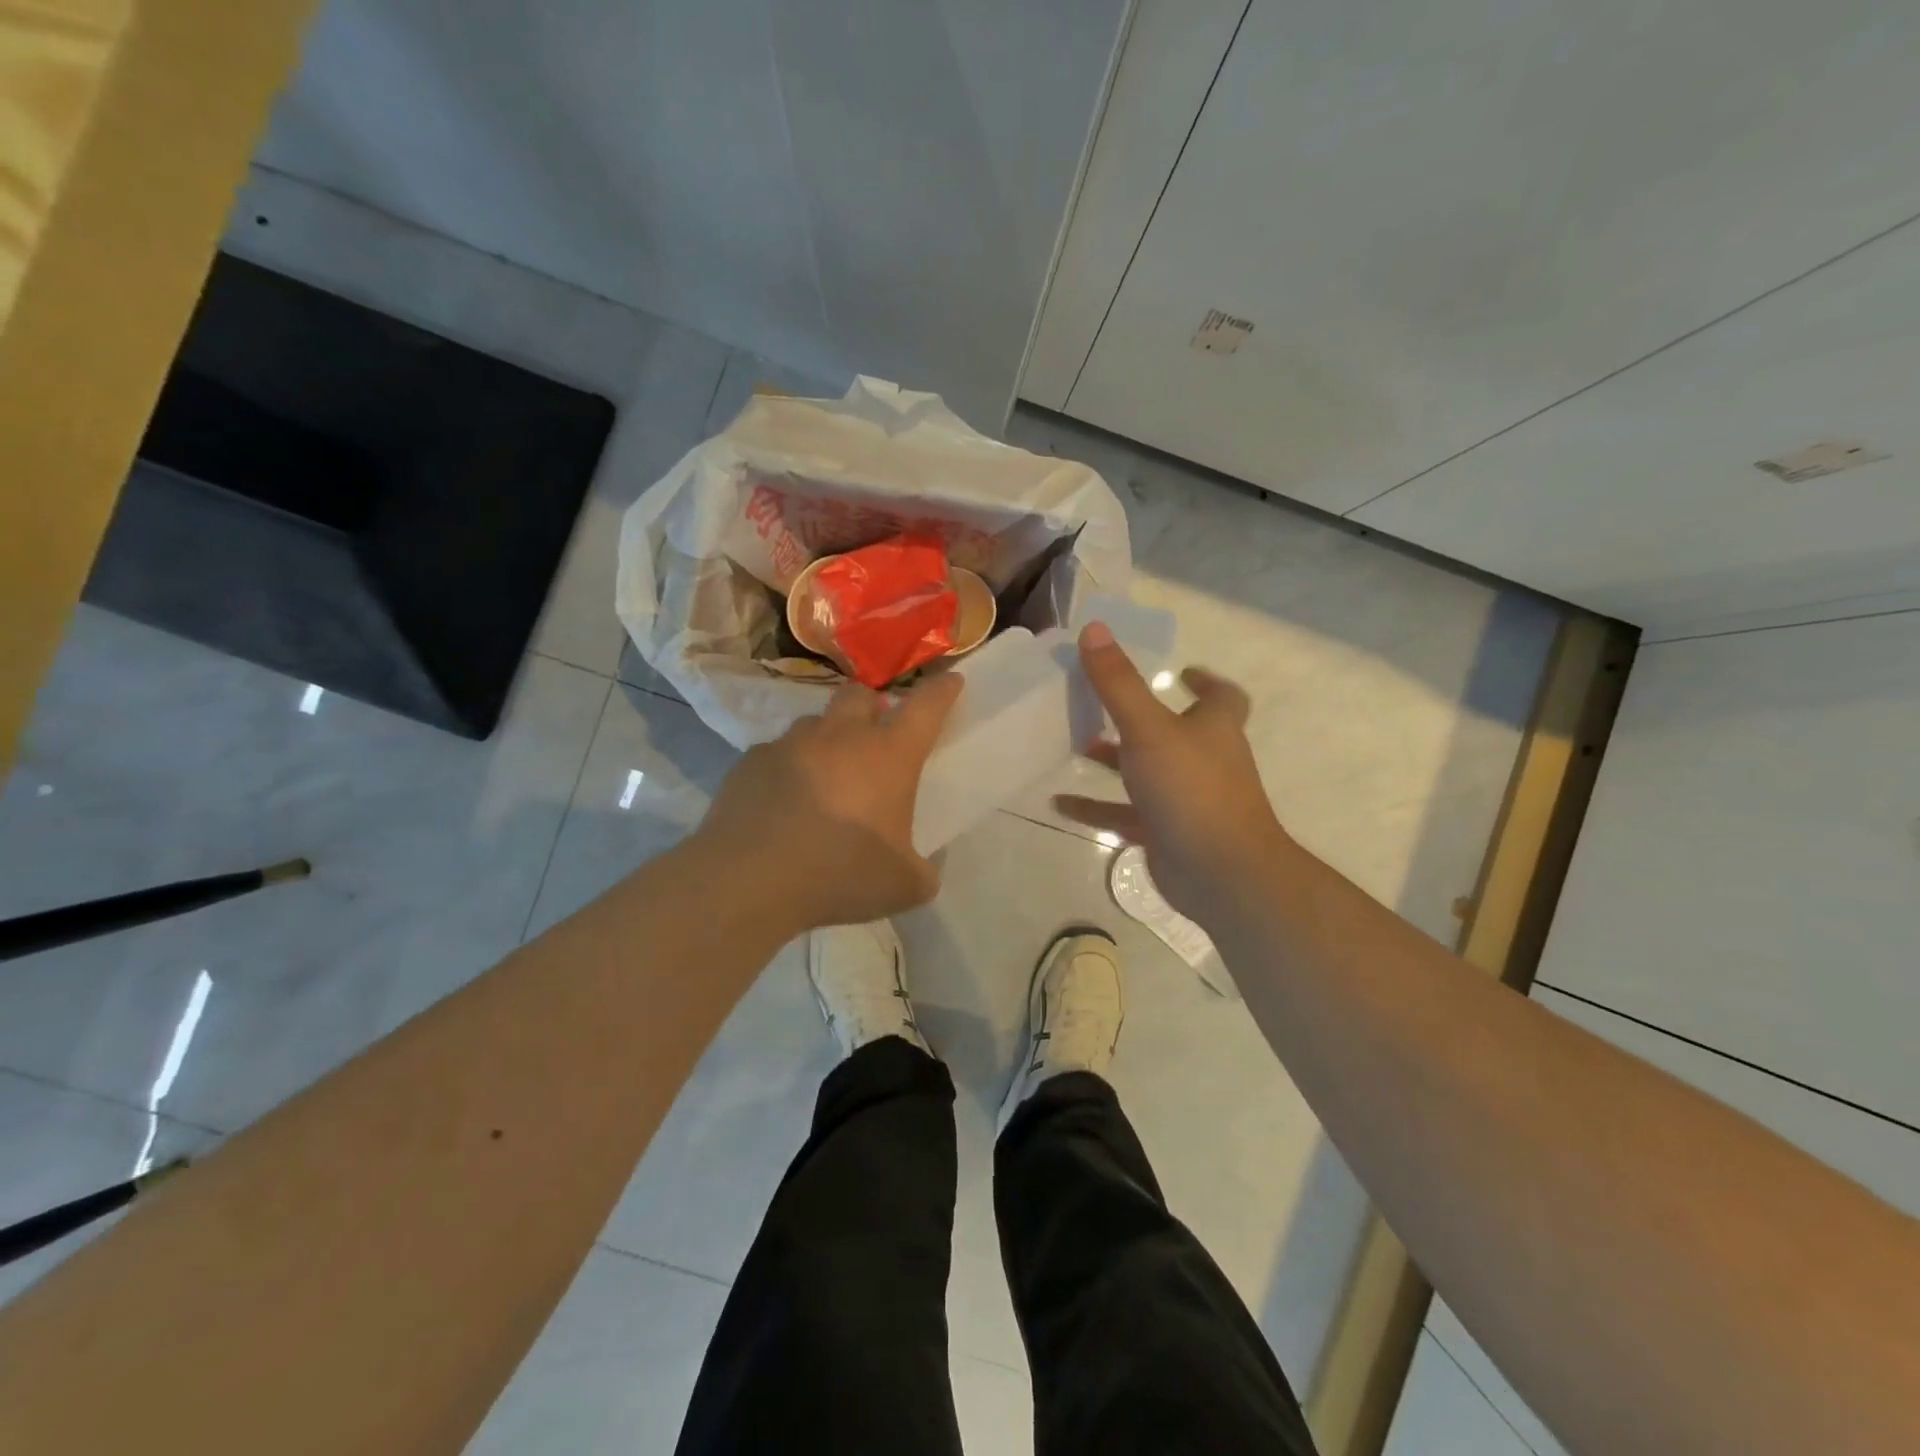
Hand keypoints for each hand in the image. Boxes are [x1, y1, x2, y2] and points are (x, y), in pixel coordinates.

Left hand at [696, 674, 962, 930]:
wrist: (750, 880)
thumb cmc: (840, 874)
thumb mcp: (904, 886)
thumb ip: (923, 871)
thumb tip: (922, 870)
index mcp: (888, 756)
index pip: (926, 707)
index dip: (942, 690)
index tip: (950, 681)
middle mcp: (841, 737)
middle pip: (860, 695)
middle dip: (872, 706)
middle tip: (874, 736)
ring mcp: (791, 744)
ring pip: (814, 722)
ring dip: (826, 738)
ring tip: (825, 775)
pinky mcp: (751, 761)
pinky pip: (775, 753)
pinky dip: (787, 768)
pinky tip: (782, 801)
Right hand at [1055, 623, 1288, 922]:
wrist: (1220, 872)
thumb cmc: (1191, 789)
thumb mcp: (1148, 729)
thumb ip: (1119, 683)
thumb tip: (1094, 629)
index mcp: (1213, 728)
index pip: (1222, 696)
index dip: (1205, 682)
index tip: (1182, 671)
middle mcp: (1203, 759)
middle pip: (1174, 731)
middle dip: (1140, 717)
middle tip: (1101, 703)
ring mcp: (1185, 798)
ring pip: (1146, 772)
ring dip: (1113, 760)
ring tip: (1074, 745)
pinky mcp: (1165, 832)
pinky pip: (1125, 813)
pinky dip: (1095, 806)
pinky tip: (1059, 803)